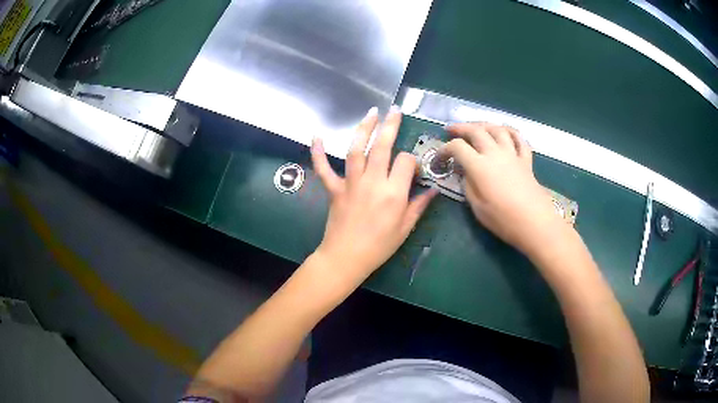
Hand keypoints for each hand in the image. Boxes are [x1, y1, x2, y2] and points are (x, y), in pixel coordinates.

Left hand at [311, 107, 437, 284]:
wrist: (347, 258)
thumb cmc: (379, 246)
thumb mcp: (405, 227)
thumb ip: (419, 205)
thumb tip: (434, 189)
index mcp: (394, 193)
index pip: (406, 161)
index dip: (412, 160)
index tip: (413, 167)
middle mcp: (373, 182)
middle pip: (382, 146)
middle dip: (390, 125)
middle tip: (395, 110)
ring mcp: (351, 183)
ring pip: (356, 150)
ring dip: (363, 129)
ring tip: (371, 112)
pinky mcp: (334, 188)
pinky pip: (324, 168)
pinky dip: (318, 152)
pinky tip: (317, 135)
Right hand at [443, 122, 566, 255]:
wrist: (535, 223)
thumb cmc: (503, 219)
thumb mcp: (477, 207)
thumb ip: (468, 185)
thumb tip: (465, 172)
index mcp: (480, 166)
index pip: (457, 147)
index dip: (445, 148)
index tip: (440, 157)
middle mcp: (495, 153)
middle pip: (476, 131)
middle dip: (461, 128)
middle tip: (451, 130)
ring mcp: (513, 154)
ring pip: (498, 129)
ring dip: (484, 125)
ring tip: (477, 127)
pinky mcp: (526, 160)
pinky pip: (519, 139)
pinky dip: (511, 132)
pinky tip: (506, 133)